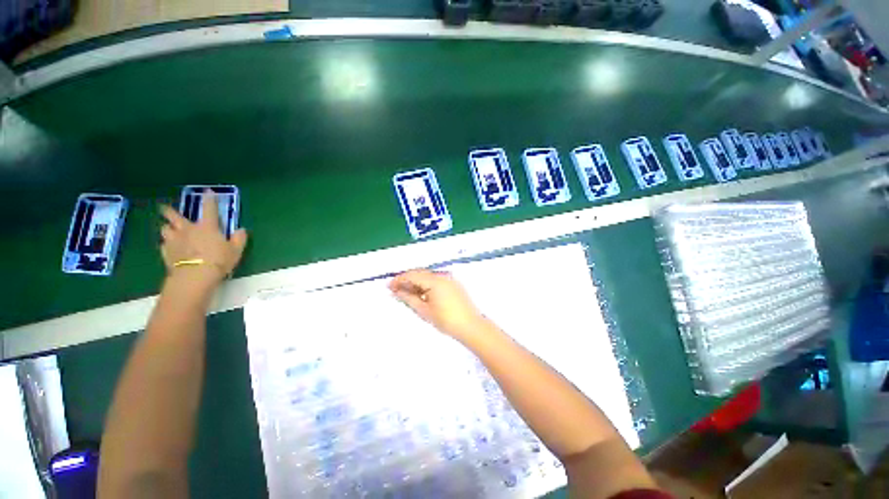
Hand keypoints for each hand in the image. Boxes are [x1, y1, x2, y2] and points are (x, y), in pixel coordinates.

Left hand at [159, 191, 247, 284]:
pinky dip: (166, 244)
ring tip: (169, 230)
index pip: (209, 209)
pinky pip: (163, 245)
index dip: (209, 199)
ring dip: (167, 228)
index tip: (207, 191)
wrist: (195, 276)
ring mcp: (174, 241)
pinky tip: (170, 248)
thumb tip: (241, 230)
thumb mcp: (236, 250)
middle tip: (163, 207)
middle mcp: (188, 230)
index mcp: (207, 227)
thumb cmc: (219, 260)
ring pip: (165, 229)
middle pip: (174, 216)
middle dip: (168, 210)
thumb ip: (239, 239)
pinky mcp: (166, 252)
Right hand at [389, 269, 485, 339]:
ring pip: (428, 277)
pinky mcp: (454, 284)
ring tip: (406, 293)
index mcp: (435, 280)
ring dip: (416, 282)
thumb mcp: (424, 310)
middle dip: (407, 280)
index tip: (389, 287)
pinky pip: (436, 280)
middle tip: (395, 290)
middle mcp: (443, 276)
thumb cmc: (447, 320)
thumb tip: (397, 292)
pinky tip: (420, 294)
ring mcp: (449, 279)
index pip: (413, 275)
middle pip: (420, 273)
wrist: (471, 326)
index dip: (399, 280)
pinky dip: (426, 285)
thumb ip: (409, 298)